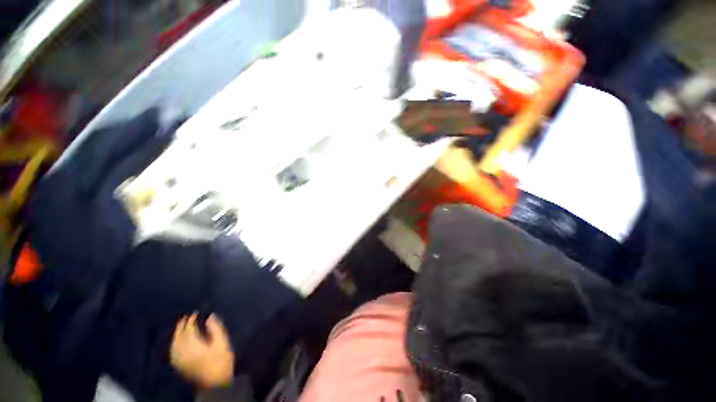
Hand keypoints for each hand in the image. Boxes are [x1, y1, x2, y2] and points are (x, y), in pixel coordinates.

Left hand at [170, 313, 234, 387]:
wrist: (215, 382)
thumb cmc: (221, 360)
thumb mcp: (222, 342)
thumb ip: (216, 328)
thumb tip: (210, 316)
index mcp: (194, 345)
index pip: (189, 330)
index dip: (191, 320)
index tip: (196, 313)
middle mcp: (183, 352)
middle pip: (179, 336)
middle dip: (181, 326)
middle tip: (186, 317)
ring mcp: (180, 360)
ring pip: (174, 344)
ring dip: (176, 334)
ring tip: (181, 326)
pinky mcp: (180, 366)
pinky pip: (173, 352)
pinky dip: (174, 344)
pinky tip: (176, 342)